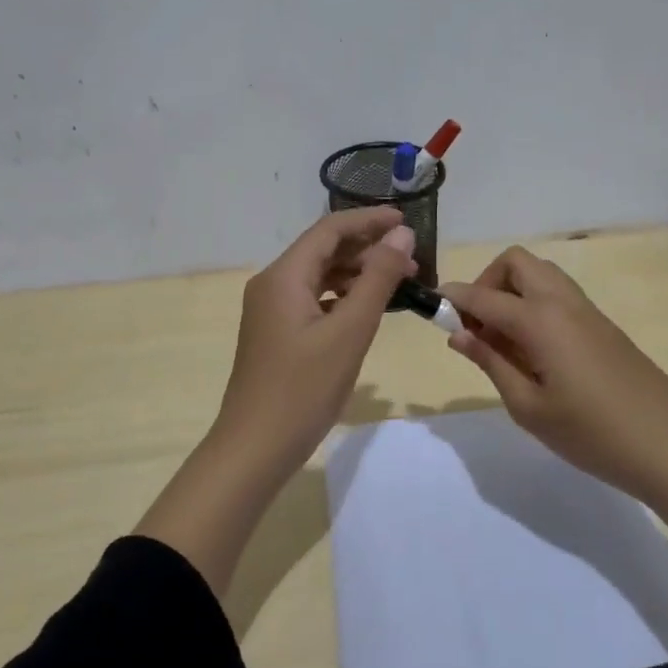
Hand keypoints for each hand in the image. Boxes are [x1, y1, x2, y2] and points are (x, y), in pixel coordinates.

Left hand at [207, 207, 417, 484]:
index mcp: (283, 276)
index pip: (329, 230)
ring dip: (357, 274)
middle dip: (367, 248)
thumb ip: (377, 280)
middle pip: (323, 250)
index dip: (369, 220)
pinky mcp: (276, 333)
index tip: (407, 221)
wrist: (255, 448)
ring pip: (319, 276)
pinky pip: (313, 300)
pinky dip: (342, 298)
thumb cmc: (303, 389)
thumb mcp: (349, 332)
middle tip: (412, 260)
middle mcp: (272, 284)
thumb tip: (401, 235)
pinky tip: (366, 310)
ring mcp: (270, 310)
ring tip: (398, 283)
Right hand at [441, 247, 667, 499]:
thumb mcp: (528, 406)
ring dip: (512, 291)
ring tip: (502, 340)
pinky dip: (534, 304)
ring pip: (540, 274)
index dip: (454, 298)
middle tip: (477, 326)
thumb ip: (491, 362)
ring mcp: (587, 311)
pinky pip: (558, 294)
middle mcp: (563, 302)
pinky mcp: (602, 325)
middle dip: (487, 282)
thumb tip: (458, 334)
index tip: (432, 309)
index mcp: (541, 320)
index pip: (484, 296)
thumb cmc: (590, 433)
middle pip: (516, 262)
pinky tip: (532, 349)